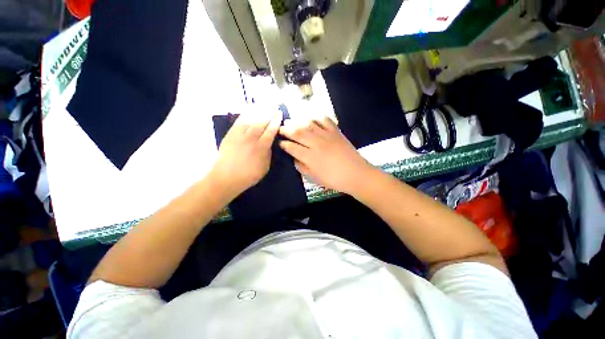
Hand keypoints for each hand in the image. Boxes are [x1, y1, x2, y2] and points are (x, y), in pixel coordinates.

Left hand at [210, 111, 281, 197]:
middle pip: (261, 122)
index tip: (279, 114)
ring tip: (264, 106)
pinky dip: (245, 115)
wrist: (226, 177)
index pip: (270, 131)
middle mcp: (251, 138)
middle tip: (274, 108)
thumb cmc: (249, 175)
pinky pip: (238, 121)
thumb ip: (268, 153)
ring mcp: (239, 135)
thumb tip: (270, 143)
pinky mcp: (230, 135)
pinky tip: (249, 111)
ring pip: (250, 120)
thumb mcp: (265, 167)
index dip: (276, 122)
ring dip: (258, 112)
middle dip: (268, 114)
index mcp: (261, 147)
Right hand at [279, 117, 373, 193]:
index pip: (292, 147)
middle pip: (297, 133)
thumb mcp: (314, 178)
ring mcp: (327, 136)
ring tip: (290, 121)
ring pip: (308, 124)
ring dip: (297, 121)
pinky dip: (316, 117)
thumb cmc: (334, 179)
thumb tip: (294, 158)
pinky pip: (324, 120)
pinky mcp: (336, 132)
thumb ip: (301, 167)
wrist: (356, 174)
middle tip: (279, 128)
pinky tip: (310, 117)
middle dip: (286, 129)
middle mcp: (316, 144)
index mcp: (310, 157)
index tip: (279, 143)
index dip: (283, 144)